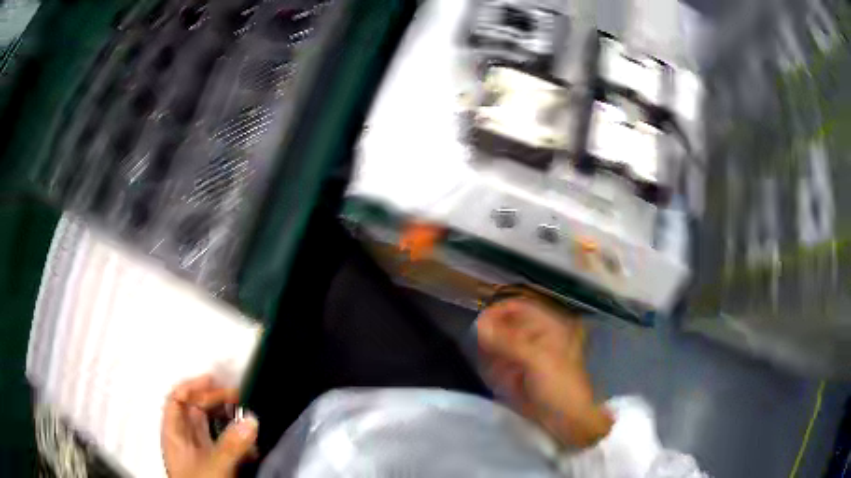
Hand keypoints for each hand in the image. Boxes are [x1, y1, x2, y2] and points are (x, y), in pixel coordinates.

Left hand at [161, 375, 258, 477]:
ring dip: (227, 418)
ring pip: (210, 426)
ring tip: (245, 415)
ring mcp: (200, 452)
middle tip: (239, 397)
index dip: (192, 386)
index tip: (214, 379)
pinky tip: (249, 444)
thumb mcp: (215, 466)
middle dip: (214, 399)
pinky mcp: (214, 462)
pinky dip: (235, 438)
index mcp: (174, 434)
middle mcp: (185, 439)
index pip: (177, 400)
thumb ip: (231, 445)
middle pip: (194, 410)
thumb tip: (252, 420)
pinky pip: (223, 443)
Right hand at [477, 298, 612, 447]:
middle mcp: (538, 337)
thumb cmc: (559, 386)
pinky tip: (503, 383)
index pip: (518, 306)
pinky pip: (501, 365)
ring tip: (501, 373)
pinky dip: (497, 371)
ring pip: (501, 347)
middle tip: (488, 356)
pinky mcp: (522, 373)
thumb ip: (507, 341)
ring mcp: (529, 356)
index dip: (498, 311)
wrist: (568, 420)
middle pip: (506, 326)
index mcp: (548, 327)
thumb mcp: (536, 360)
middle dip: (494, 340)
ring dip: (495, 358)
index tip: (479, 325)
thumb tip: (480, 323)